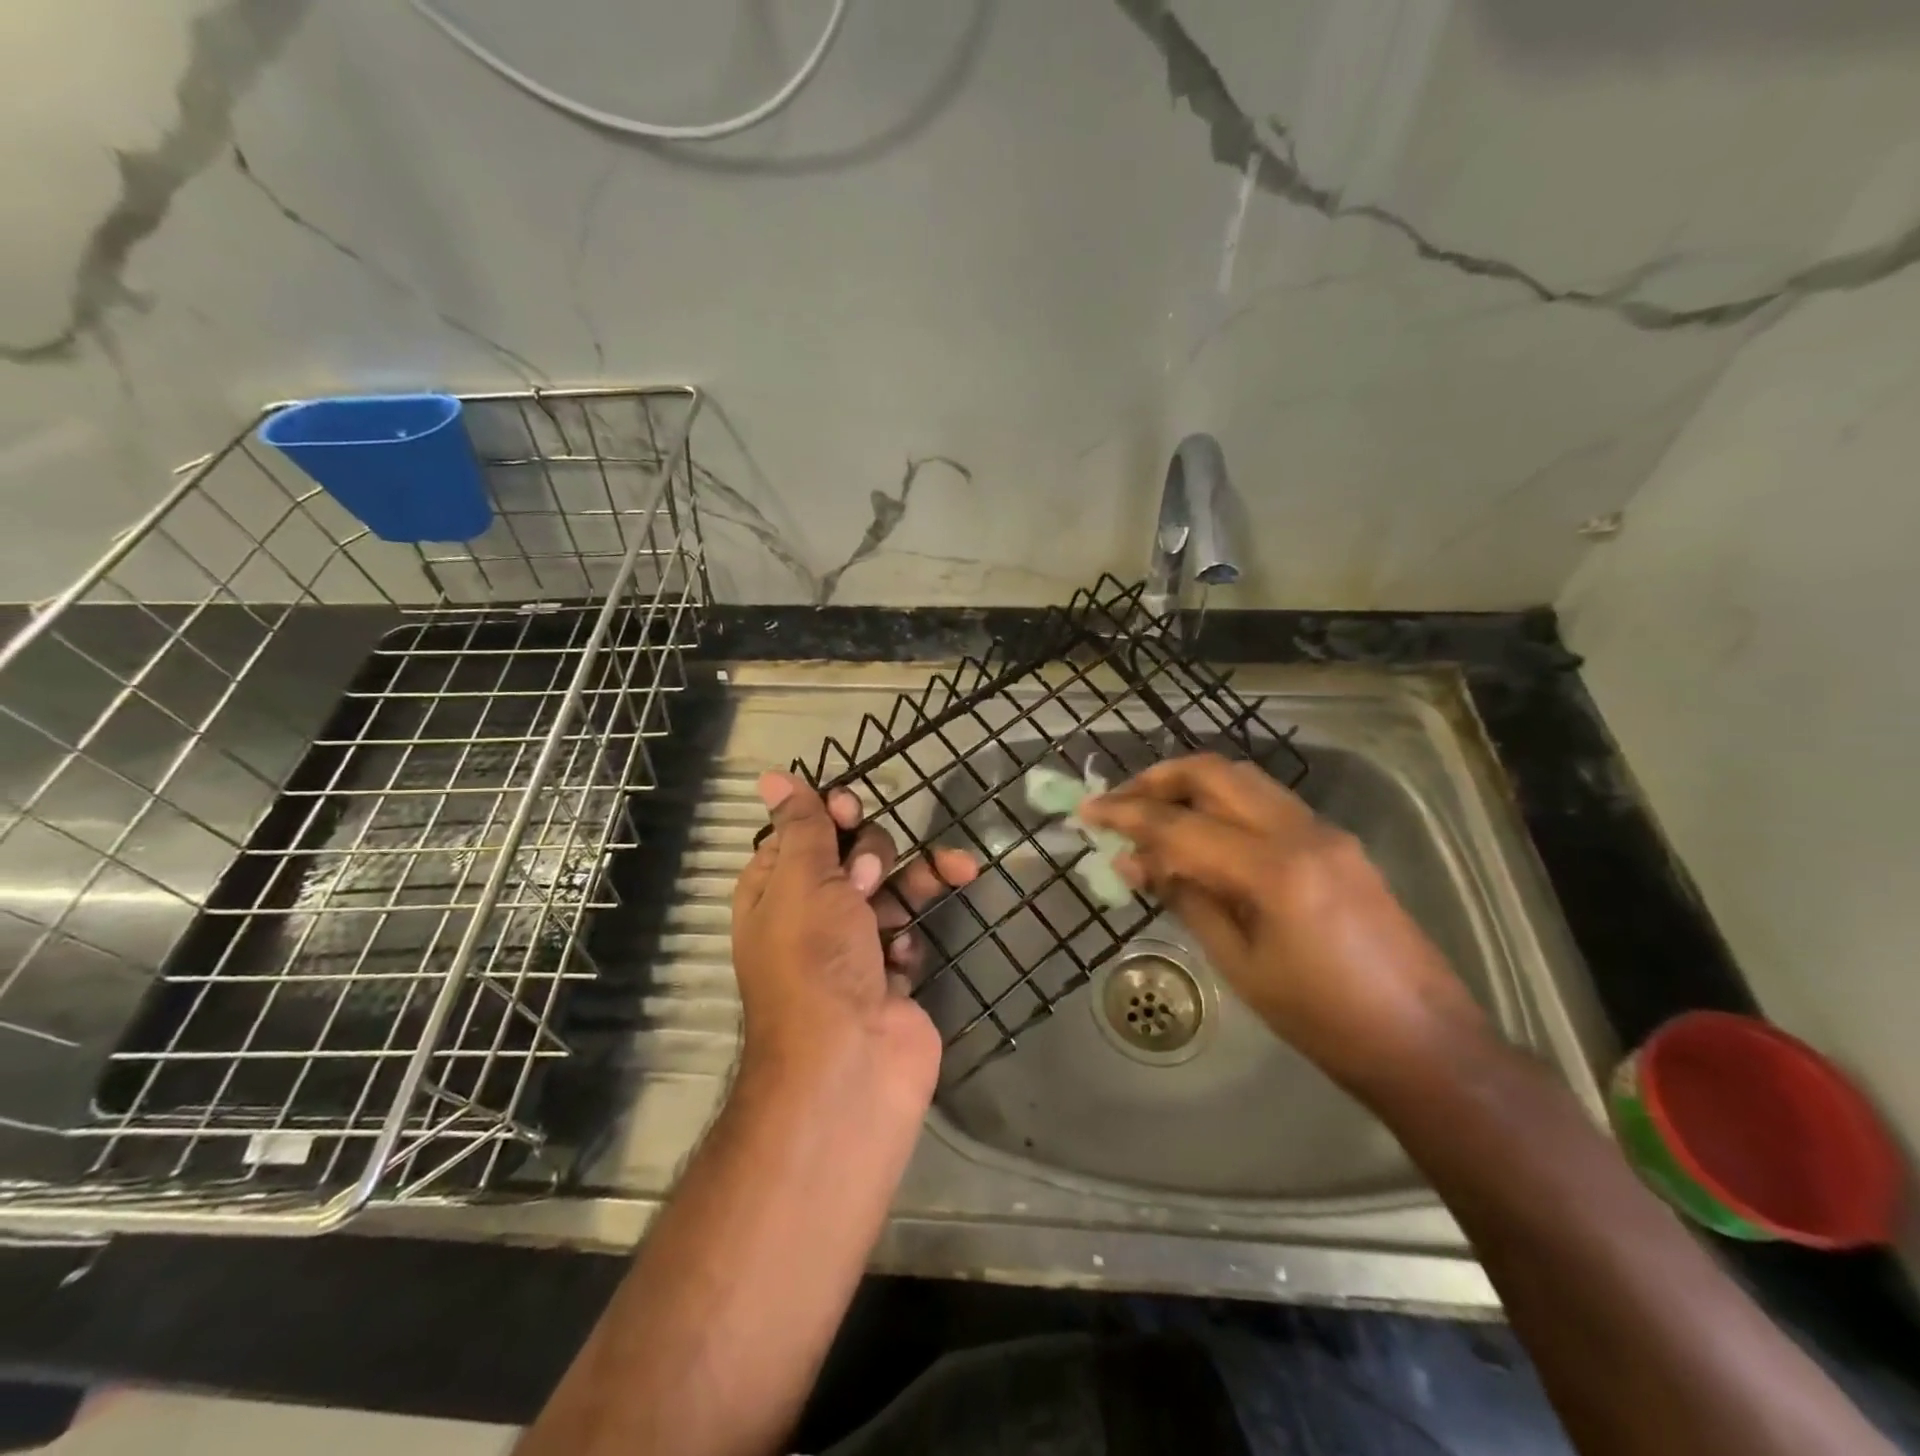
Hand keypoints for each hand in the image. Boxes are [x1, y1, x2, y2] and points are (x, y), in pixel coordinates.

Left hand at [732, 771, 976, 1113]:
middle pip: (854, 854)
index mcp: (776, 890)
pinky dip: (913, 934)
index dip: (831, 814)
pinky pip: (908, 932)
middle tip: (867, 879)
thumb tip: (770, 775)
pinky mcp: (890, 974)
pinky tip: (908, 952)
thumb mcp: (804, 880)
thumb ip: (802, 825)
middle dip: (873, 853)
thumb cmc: (815, 961)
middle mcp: (812, 914)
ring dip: (919, 876)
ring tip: (949, 872)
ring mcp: (854, 946)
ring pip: (892, 888)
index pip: (804, 831)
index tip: (850, 808)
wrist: (850, 1066)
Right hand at [1079, 754, 1484, 1095]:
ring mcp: (1325, 831)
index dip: (1126, 815)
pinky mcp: (1337, 842)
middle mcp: (1302, 831)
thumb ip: (1185, 899)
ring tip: (1152, 812)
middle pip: (1215, 773)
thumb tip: (1133, 863)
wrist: (1424, 1043)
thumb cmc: (1322, 1020)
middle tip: (1117, 802)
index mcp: (1274, 868)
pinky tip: (1201, 833)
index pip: (1181, 825)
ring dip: (1191, 785)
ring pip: (1243, 779)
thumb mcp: (1239, 964)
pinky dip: (1224, 804)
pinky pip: (1267, 803)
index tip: (1087, 811)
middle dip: (1157, 779)